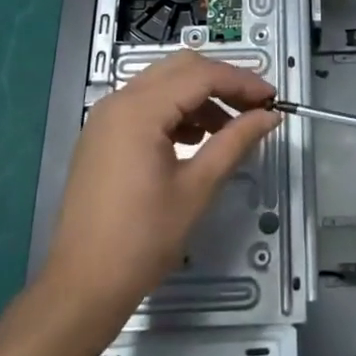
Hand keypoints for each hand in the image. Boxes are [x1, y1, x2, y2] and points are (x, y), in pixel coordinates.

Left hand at [41, 51, 279, 324]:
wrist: (83, 286)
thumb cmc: (144, 239)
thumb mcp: (197, 188)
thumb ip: (235, 141)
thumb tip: (269, 116)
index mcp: (139, 110)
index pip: (201, 75)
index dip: (241, 82)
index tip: (272, 98)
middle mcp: (119, 101)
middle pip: (181, 68)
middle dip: (221, 81)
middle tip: (254, 105)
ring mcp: (106, 117)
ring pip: (163, 83)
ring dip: (199, 95)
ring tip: (229, 127)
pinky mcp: (102, 135)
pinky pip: (146, 103)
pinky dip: (176, 109)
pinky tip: (196, 138)